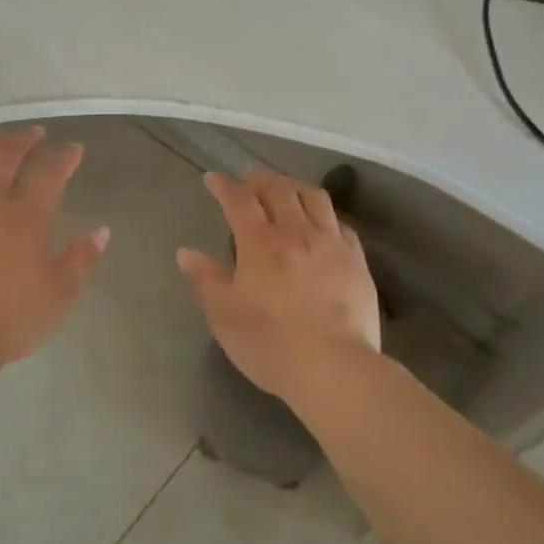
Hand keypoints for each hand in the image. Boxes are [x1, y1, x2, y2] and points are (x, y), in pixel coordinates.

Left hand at [0, 128, 109, 367]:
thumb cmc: (8, 320)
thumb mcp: (58, 295)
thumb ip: (80, 260)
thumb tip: (101, 231)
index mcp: (26, 217)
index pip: (50, 174)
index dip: (64, 158)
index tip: (73, 149)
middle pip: (5, 155)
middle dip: (22, 139)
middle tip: (32, 134)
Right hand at [178, 169, 380, 401]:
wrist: (333, 367)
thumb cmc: (269, 343)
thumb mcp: (224, 315)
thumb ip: (205, 280)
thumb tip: (186, 253)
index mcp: (261, 244)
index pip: (240, 201)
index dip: (225, 186)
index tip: (214, 178)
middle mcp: (297, 233)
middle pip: (279, 190)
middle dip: (260, 179)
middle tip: (249, 177)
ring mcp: (332, 244)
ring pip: (314, 198)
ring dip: (294, 186)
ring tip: (285, 187)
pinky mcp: (357, 261)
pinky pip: (340, 224)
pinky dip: (325, 214)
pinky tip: (322, 221)